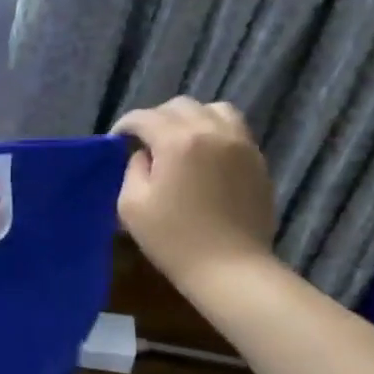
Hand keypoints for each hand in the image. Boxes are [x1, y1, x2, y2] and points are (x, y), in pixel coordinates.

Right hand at [112, 98, 277, 291]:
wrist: (230, 267)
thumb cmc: (173, 239)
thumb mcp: (131, 205)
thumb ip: (132, 169)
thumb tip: (143, 155)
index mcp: (178, 141)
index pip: (144, 117)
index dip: (125, 126)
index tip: (116, 142)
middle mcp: (212, 132)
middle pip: (180, 106)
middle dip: (157, 118)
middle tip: (145, 142)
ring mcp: (241, 144)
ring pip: (213, 109)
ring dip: (191, 118)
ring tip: (180, 141)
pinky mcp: (257, 160)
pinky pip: (234, 130)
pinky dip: (214, 132)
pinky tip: (204, 157)